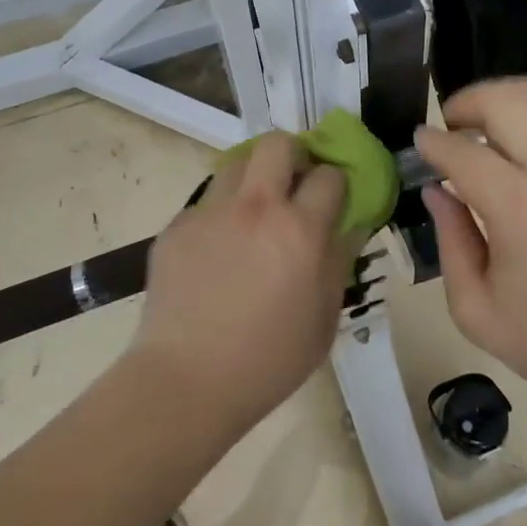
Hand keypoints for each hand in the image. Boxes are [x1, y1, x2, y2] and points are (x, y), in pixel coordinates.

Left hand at [130, 133, 357, 437]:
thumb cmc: (269, 360)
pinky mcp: (177, 226)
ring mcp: (211, 212)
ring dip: (253, 179)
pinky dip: (219, 216)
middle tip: (292, 186)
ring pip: (236, 163)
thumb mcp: (325, 317)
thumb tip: (349, 225)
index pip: (329, 175)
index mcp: (299, 230)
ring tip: (252, 215)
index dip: (336, 184)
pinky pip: (206, 203)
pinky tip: (216, 254)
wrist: (187, 381)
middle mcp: (256, 207)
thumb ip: (339, 260)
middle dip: (293, 156)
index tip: (332, 200)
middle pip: (278, 143)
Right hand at [415, 77, 526, 431]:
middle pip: (506, 100)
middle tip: (452, 122)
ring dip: (509, 100)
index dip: (432, 142)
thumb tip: (437, 190)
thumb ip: (450, 240)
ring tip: (491, 124)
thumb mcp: (477, 311)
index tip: (419, 142)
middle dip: (468, 100)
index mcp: (521, 209)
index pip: (462, 150)